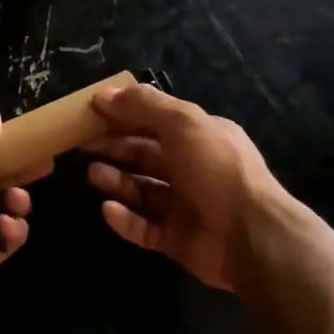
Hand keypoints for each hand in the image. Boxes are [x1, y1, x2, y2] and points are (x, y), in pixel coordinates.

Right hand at [85, 83, 283, 290]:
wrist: (251, 236)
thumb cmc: (216, 169)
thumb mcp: (182, 124)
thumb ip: (144, 106)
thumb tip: (104, 94)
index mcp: (200, 137)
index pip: (157, 120)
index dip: (125, 114)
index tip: (91, 112)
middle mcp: (193, 168)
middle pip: (146, 155)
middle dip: (116, 147)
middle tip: (83, 144)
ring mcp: (186, 206)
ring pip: (143, 190)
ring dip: (117, 181)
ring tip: (93, 174)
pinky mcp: (178, 240)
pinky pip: (145, 227)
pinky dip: (125, 219)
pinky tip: (107, 209)